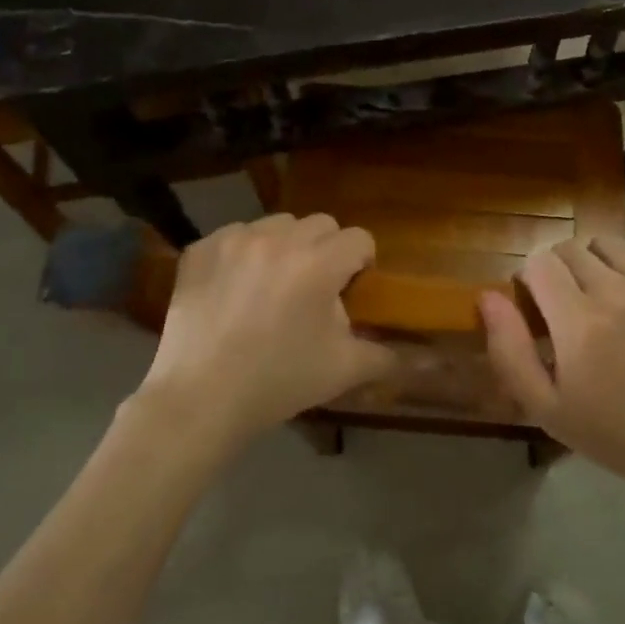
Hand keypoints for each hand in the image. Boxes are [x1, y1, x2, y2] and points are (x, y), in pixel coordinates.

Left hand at [137, 213, 391, 457]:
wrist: (200, 399)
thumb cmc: (278, 382)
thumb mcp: (342, 370)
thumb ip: (385, 356)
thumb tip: (424, 360)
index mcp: (319, 263)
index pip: (358, 238)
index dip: (361, 262)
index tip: (351, 288)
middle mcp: (278, 239)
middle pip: (321, 224)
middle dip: (326, 250)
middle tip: (314, 288)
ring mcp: (234, 239)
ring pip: (277, 224)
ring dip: (285, 246)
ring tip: (273, 284)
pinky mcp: (200, 249)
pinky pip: (235, 236)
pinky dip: (242, 254)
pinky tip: (235, 289)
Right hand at [480, 236, 624, 501]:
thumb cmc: (614, 433)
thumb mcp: (546, 407)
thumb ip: (509, 349)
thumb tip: (488, 296)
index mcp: (579, 322)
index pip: (539, 262)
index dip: (530, 278)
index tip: (537, 304)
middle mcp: (619, 292)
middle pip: (572, 248)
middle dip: (560, 269)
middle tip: (568, 303)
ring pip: (611, 245)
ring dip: (597, 264)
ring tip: (604, 297)